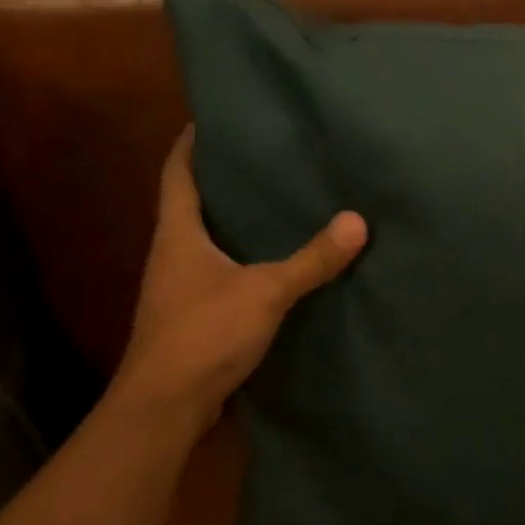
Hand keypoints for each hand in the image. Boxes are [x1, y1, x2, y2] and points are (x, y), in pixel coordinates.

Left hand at [115, 128, 366, 415]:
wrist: (166, 406)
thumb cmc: (204, 333)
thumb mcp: (265, 291)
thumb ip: (311, 259)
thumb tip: (357, 221)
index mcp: (177, 235)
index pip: (176, 173)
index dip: (191, 144)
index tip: (213, 119)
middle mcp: (172, 255)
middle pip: (191, 205)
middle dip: (221, 181)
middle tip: (263, 159)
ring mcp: (179, 289)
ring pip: (206, 242)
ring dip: (232, 223)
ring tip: (275, 205)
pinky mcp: (193, 318)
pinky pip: (219, 274)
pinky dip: (241, 260)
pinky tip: (272, 264)